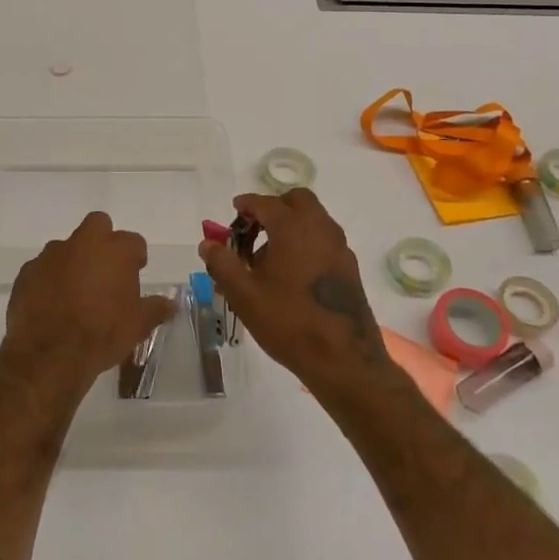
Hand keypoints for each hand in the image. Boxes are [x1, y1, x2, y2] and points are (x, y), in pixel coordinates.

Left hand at [0, 212, 174, 398]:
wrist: (49, 355)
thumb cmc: (101, 335)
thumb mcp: (137, 326)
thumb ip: (155, 309)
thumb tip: (169, 303)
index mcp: (116, 250)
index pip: (134, 241)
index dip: (135, 257)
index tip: (135, 273)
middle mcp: (83, 243)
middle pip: (98, 225)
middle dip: (103, 241)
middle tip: (105, 270)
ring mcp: (51, 255)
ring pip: (67, 247)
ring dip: (73, 261)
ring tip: (76, 292)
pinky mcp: (27, 272)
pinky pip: (43, 268)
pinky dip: (49, 279)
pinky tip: (51, 303)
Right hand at [198, 189, 395, 401]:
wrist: (343, 359)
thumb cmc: (288, 322)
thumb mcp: (244, 294)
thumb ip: (223, 264)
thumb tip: (208, 243)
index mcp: (293, 228)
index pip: (265, 203)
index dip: (246, 205)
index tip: (234, 212)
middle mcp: (320, 228)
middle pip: (297, 201)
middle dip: (273, 208)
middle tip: (254, 230)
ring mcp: (340, 247)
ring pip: (314, 219)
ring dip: (291, 225)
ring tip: (269, 257)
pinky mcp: (350, 267)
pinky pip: (324, 240)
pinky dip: (307, 241)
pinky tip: (292, 273)